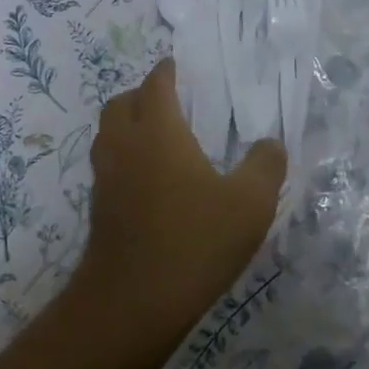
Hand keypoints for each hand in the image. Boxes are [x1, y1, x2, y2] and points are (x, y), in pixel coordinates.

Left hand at [73, 58, 285, 342]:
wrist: (133, 302)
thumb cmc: (195, 240)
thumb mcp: (250, 203)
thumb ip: (266, 165)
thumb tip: (271, 144)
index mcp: (157, 130)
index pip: (155, 84)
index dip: (166, 71)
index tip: (177, 66)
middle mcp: (124, 144)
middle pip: (121, 102)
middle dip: (141, 94)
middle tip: (168, 101)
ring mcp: (105, 176)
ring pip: (108, 133)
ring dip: (127, 124)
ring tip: (158, 137)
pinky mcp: (98, 207)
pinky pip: (107, 164)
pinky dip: (123, 156)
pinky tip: (149, 180)